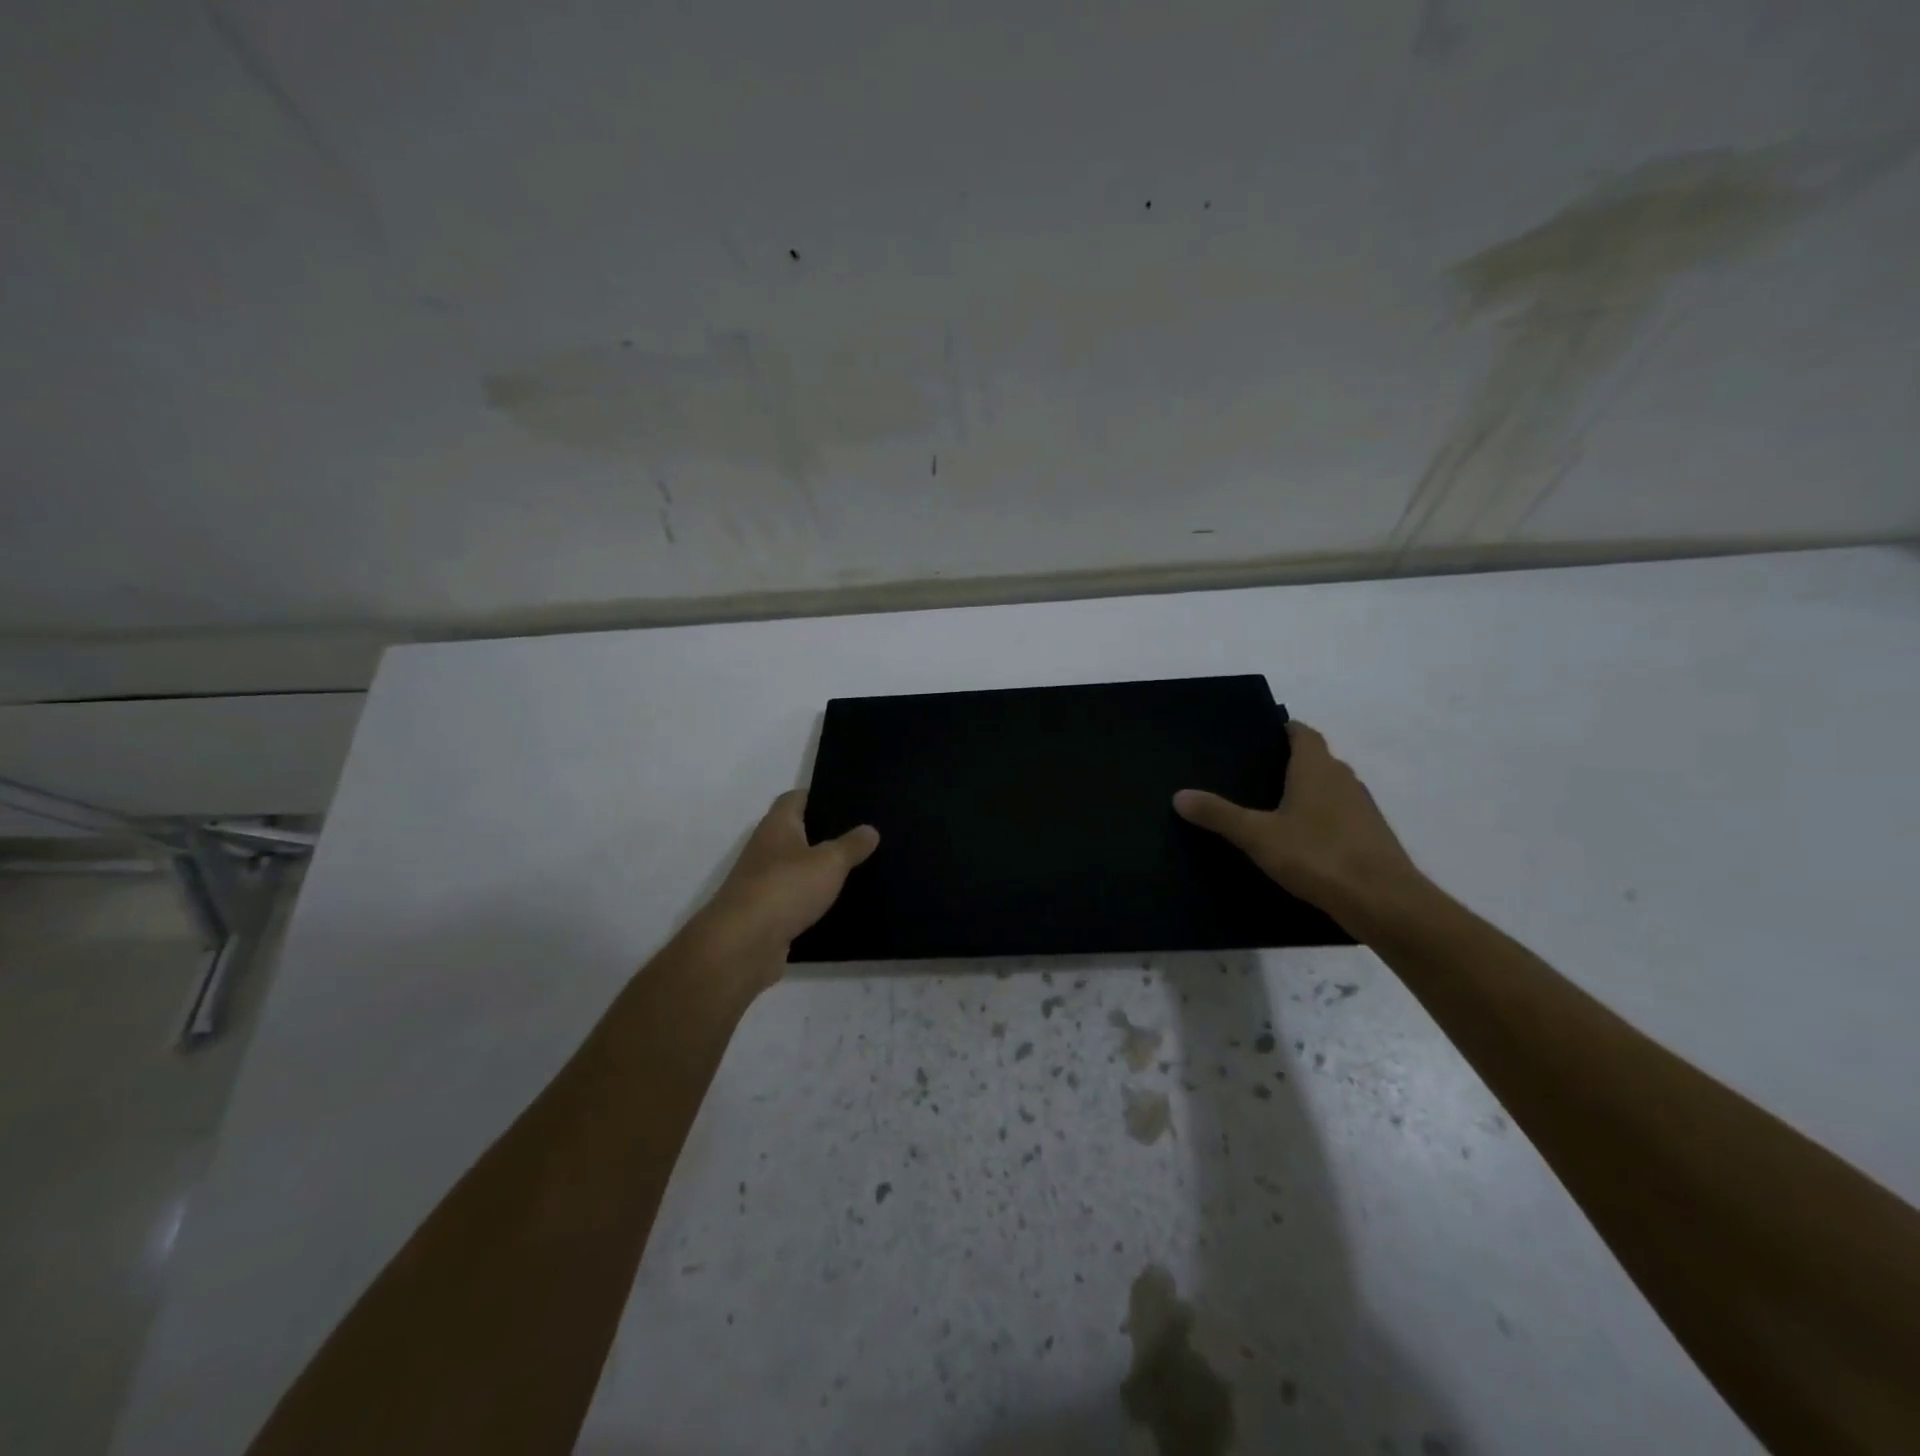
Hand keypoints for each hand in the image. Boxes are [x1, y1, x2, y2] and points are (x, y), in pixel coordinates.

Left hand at [695, 791, 878, 967]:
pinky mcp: (765, 913)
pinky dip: (812, 900)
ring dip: (819, 870)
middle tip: (862, 837)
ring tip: (858, 869)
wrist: (743, 944)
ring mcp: (762, 882)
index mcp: (777, 825)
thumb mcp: (830, 862)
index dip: (820, 796)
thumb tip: (870, 829)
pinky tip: (838, 905)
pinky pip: (795, 899)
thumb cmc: (786, 888)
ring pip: (796, 868)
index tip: (849, 802)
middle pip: (797, 833)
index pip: (795, 798)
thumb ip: (851, 845)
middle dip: (825, 835)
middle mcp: (766, 848)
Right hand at [1174, 721, 1424, 927]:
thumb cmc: (1318, 855)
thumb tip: (1179, 795)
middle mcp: (1343, 779)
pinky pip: (1340, 816)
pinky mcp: (1371, 837)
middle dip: (1289, 762)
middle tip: (1253, 774)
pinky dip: (1320, 819)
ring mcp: (1362, 808)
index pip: (1303, 733)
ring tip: (1271, 808)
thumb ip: (1219, 815)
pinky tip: (1300, 841)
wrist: (1384, 902)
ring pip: (1330, 789)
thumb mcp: (1257, 836)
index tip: (1258, 737)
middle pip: (1316, 759)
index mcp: (1317, 768)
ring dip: (1307, 792)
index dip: (1283, 730)